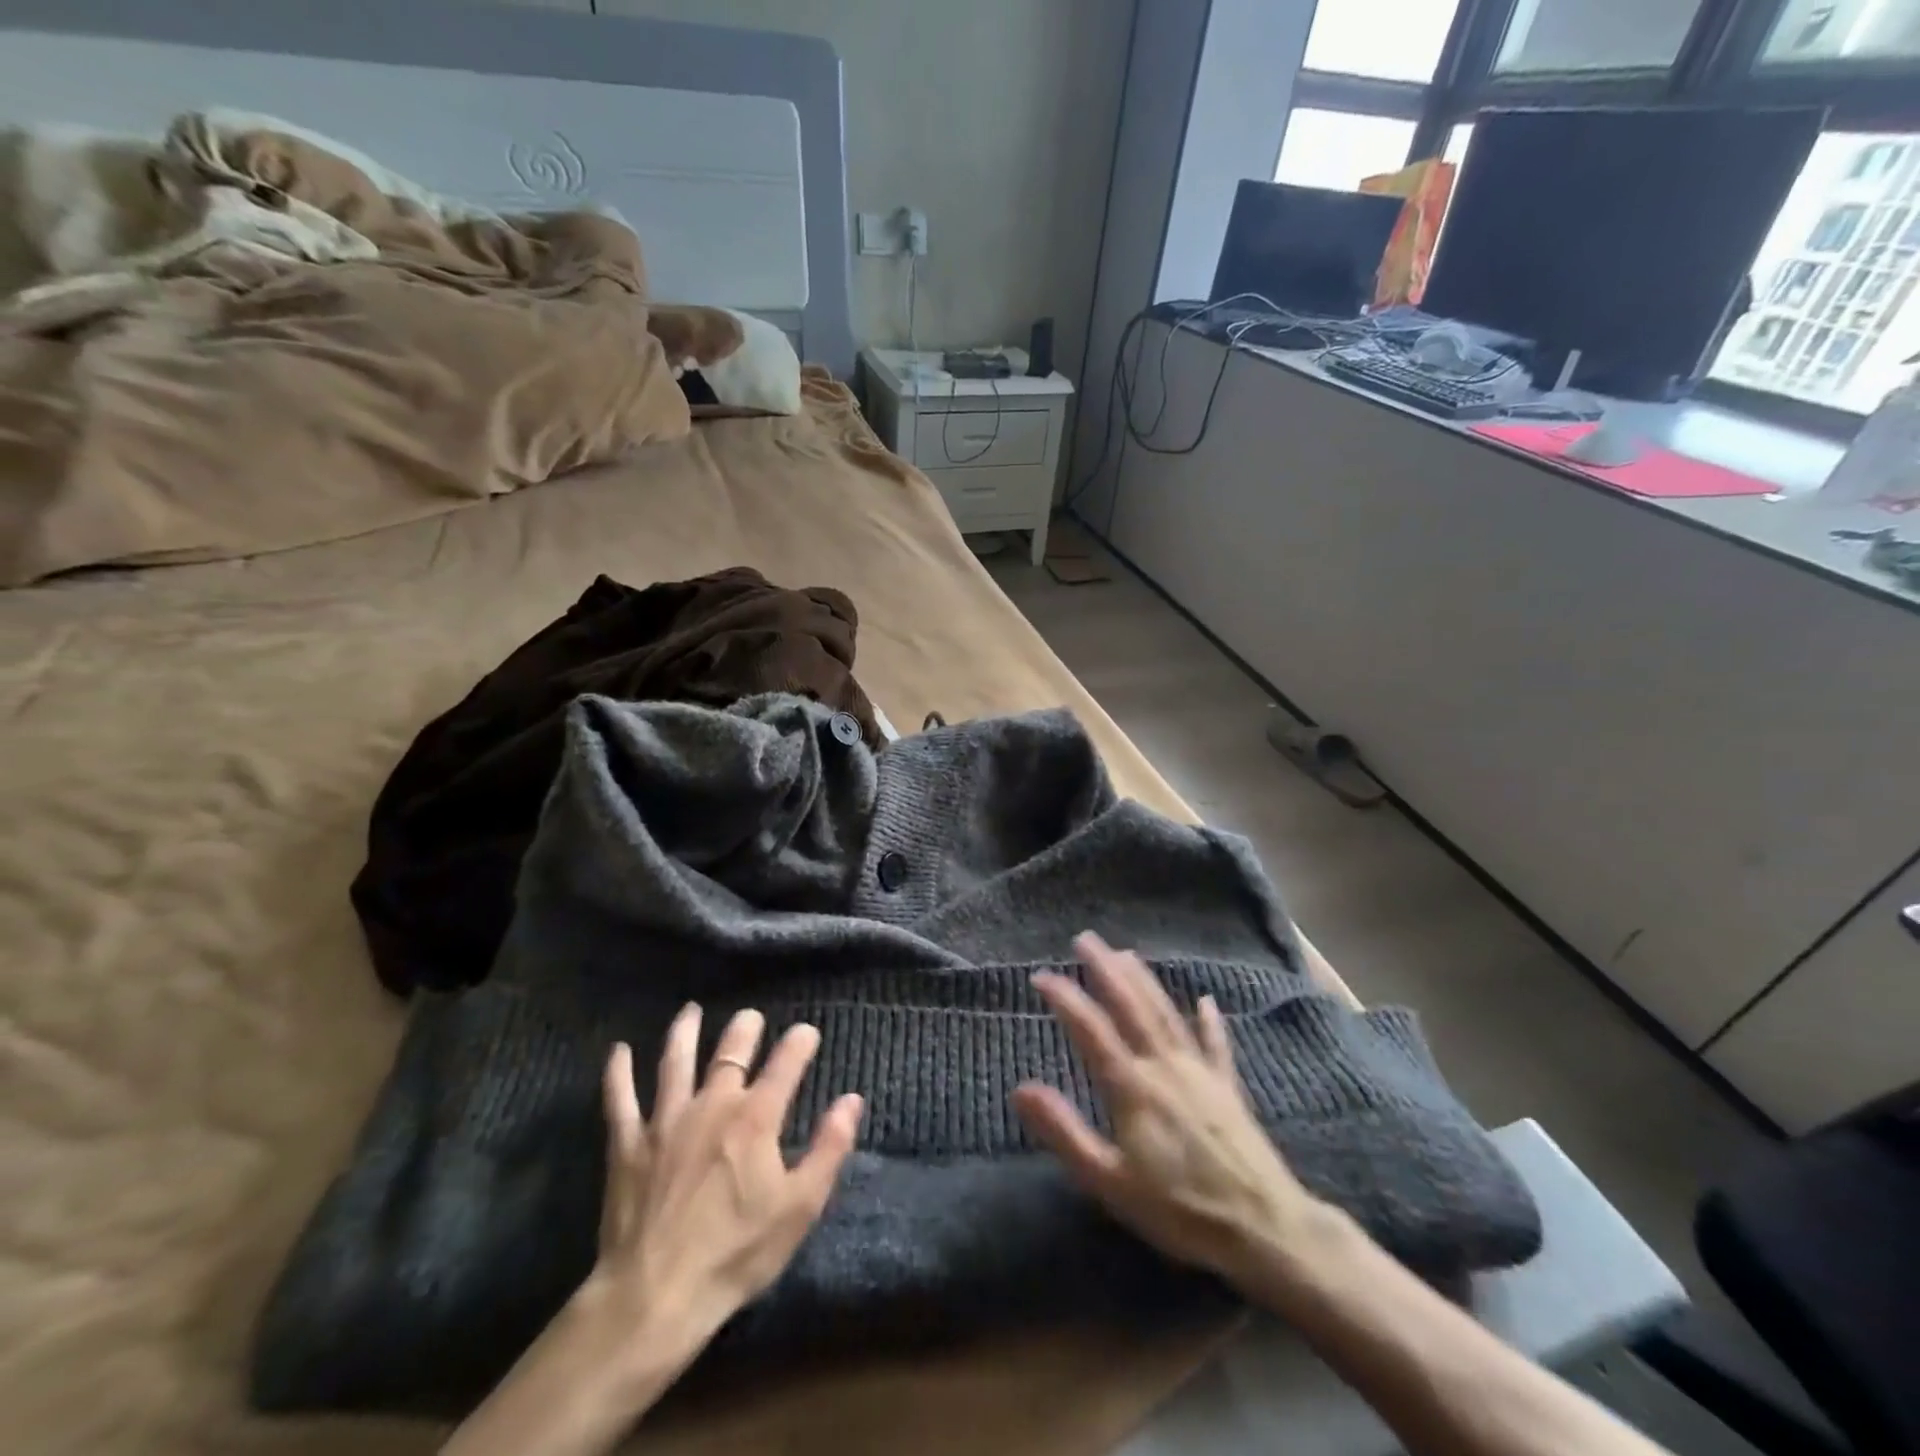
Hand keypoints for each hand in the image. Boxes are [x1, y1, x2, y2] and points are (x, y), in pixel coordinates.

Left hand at [584, 1006, 864, 1364]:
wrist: (654, 1297)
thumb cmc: (735, 1254)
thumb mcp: (799, 1207)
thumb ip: (829, 1148)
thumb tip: (852, 1099)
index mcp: (755, 1118)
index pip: (785, 1064)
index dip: (799, 1042)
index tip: (806, 1032)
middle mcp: (712, 1105)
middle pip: (731, 1053)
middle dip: (744, 1029)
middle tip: (750, 1016)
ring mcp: (665, 1121)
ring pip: (676, 1062)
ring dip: (684, 1033)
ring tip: (690, 1011)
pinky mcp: (627, 1145)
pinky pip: (620, 1099)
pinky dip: (618, 1072)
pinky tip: (618, 1050)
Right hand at [1012, 933, 1340, 1293]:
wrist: (1264, 1229)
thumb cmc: (1179, 1210)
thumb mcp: (1109, 1181)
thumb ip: (1064, 1131)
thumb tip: (1020, 1088)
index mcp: (1132, 1087)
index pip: (1091, 1030)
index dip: (1065, 998)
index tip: (1041, 974)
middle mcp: (1164, 1067)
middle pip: (1131, 1007)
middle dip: (1106, 970)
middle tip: (1086, 939)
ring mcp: (1201, 1073)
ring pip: (1167, 1015)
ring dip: (1145, 981)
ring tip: (1126, 954)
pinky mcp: (1229, 1089)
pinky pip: (1216, 1045)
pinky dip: (1210, 1021)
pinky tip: (1206, 1001)